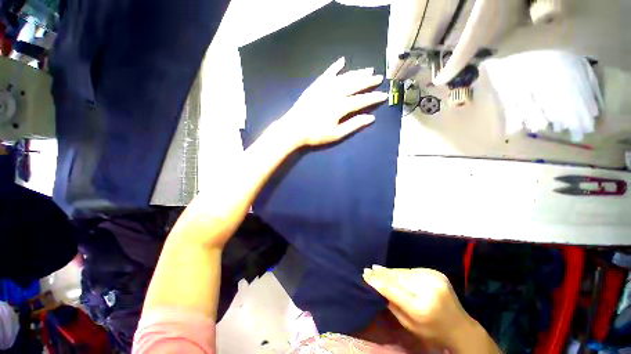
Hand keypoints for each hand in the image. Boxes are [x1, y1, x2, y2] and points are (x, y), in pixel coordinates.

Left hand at [279, 57, 387, 146]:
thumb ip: (353, 125)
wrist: (294, 128)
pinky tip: (342, 61)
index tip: (383, 95)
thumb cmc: (316, 134)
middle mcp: (335, 93)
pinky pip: (327, 73)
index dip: (373, 98)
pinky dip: (335, 67)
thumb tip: (371, 118)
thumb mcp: (336, 134)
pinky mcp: (316, 85)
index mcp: (341, 106)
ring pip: (344, 77)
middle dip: (368, 81)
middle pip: (355, 84)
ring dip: (357, 73)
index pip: (361, 100)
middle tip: (379, 78)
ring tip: (368, 70)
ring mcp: (324, 87)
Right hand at [363, 266, 477, 348]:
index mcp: (421, 308)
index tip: (365, 274)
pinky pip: (412, 270)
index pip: (393, 290)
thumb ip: (393, 305)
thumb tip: (377, 286)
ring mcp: (434, 278)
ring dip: (390, 271)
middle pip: (397, 278)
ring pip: (404, 272)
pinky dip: (402, 272)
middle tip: (369, 269)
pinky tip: (394, 272)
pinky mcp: (436, 273)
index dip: (377, 281)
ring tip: (377, 268)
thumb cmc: (432, 331)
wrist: (460, 327)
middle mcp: (428, 289)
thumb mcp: (409, 325)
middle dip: (382, 273)